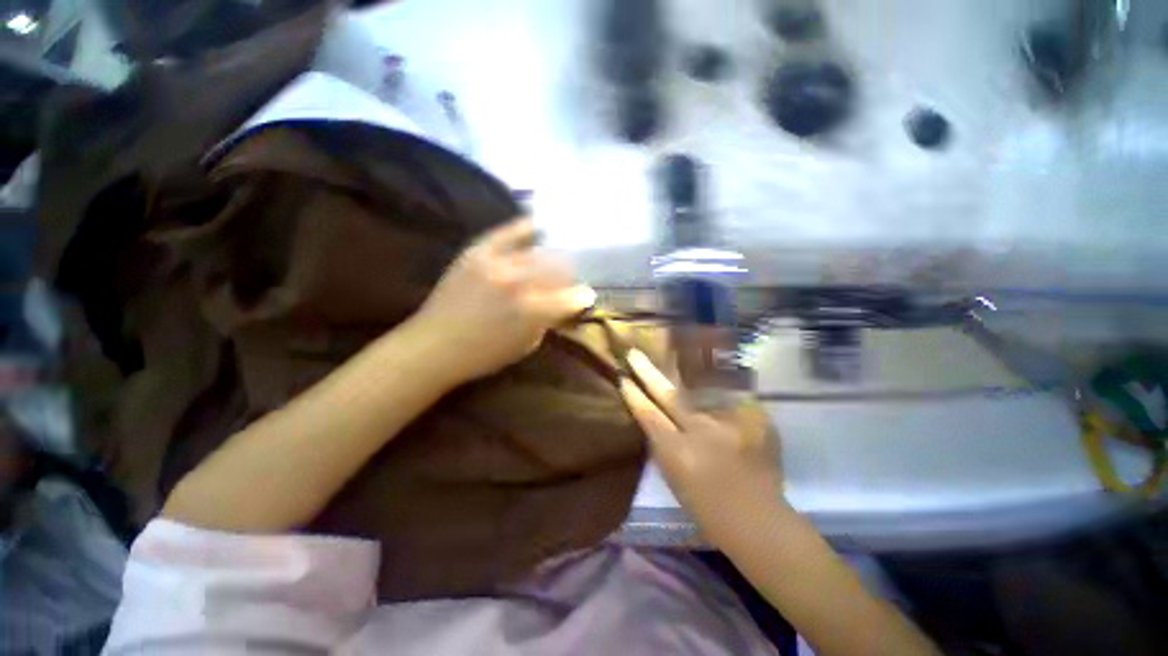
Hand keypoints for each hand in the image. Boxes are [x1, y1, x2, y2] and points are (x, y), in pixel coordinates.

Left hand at [410, 217, 595, 384]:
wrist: (432, 346)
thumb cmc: (483, 355)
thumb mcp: (526, 346)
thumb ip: (548, 321)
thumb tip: (564, 304)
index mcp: (533, 311)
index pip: (571, 297)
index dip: (582, 297)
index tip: (586, 296)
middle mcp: (519, 282)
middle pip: (558, 268)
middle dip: (569, 275)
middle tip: (570, 279)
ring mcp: (497, 262)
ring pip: (539, 251)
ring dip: (553, 257)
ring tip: (558, 258)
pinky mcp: (477, 251)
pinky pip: (508, 232)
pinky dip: (527, 229)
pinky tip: (539, 227)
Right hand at [619, 349, 783, 533]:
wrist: (759, 520)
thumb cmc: (708, 508)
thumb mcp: (674, 477)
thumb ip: (664, 443)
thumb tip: (655, 416)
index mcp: (679, 453)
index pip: (649, 415)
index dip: (634, 396)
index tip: (623, 379)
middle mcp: (702, 432)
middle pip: (669, 395)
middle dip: (649, 373)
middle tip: (634, 354)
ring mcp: (731, 423)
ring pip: (699, 388)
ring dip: (682, 373)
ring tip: (673, 355)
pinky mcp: (754, 419)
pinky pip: (728, 396)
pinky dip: (717, 389)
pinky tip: (713, 378)